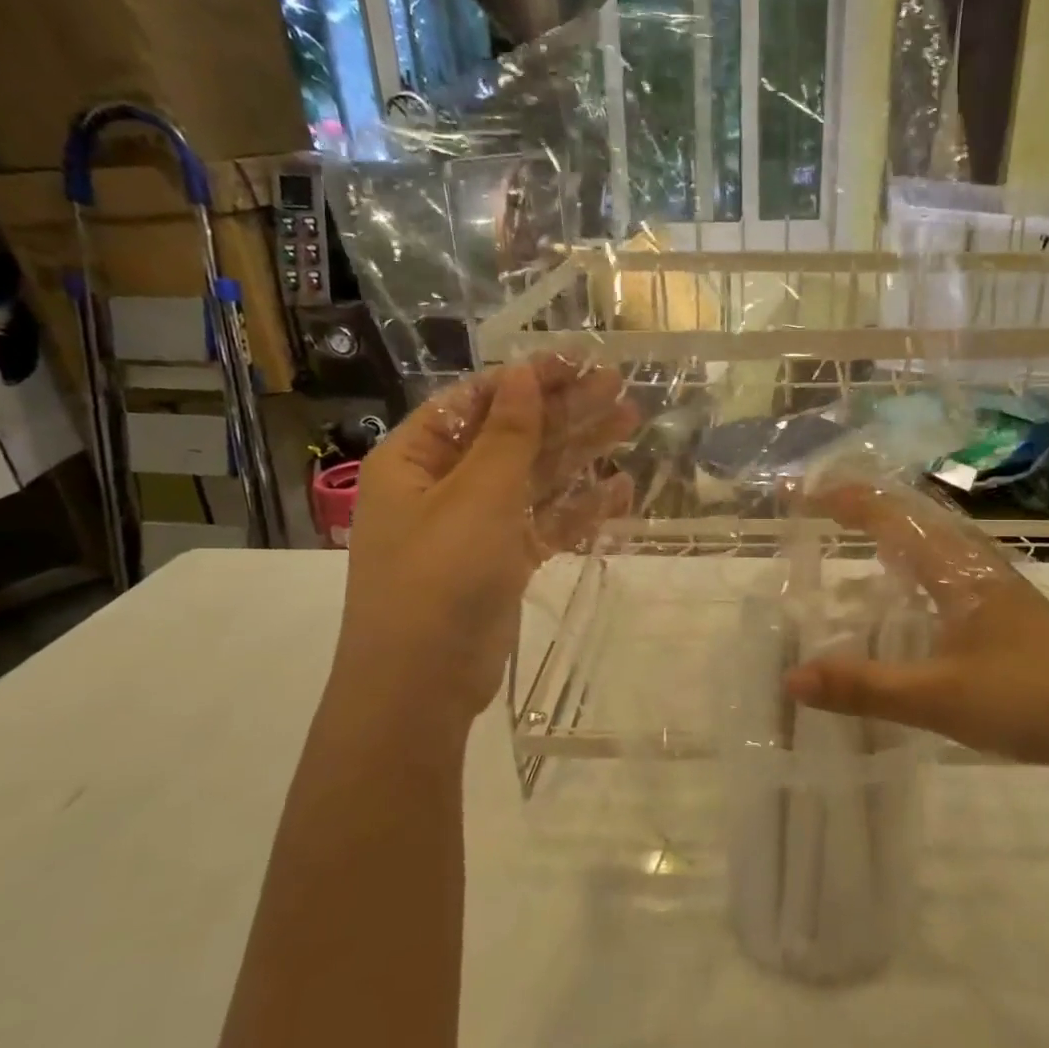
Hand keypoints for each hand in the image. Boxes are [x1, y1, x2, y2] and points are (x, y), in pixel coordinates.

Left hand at [328, 358, 636, 727]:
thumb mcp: (477, 495)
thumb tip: (523, 372)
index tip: (578, 363)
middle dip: (565, 412)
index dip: (527, 379)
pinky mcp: (501, 562)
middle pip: (512, 435)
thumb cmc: (440, 574)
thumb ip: (508, 433)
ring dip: (580, 453)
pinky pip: (544, 524)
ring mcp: (474, 526)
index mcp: (417, 458)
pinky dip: (579, 509)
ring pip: (534, 478)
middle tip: (619, 388)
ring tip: (631, 424)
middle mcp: (443, 486)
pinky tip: (622, 491)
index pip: (476, 401)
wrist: (421, 684)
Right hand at [782, 484, 1048, 777]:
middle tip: (817, 508)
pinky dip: (912, 563)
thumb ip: (864, 687)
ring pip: (932, 541)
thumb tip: (792, 679)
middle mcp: (974, 564)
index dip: (842, 499)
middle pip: (911, 515)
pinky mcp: (1005, 612)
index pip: (890, 515)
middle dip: (862, 505)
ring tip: (853, 537)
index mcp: (955, 568)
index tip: (799, 494)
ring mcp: (994, 587)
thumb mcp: (937, 696)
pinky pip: (945, 569)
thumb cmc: (1026, 698)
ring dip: (890, 530)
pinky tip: (907, 593)